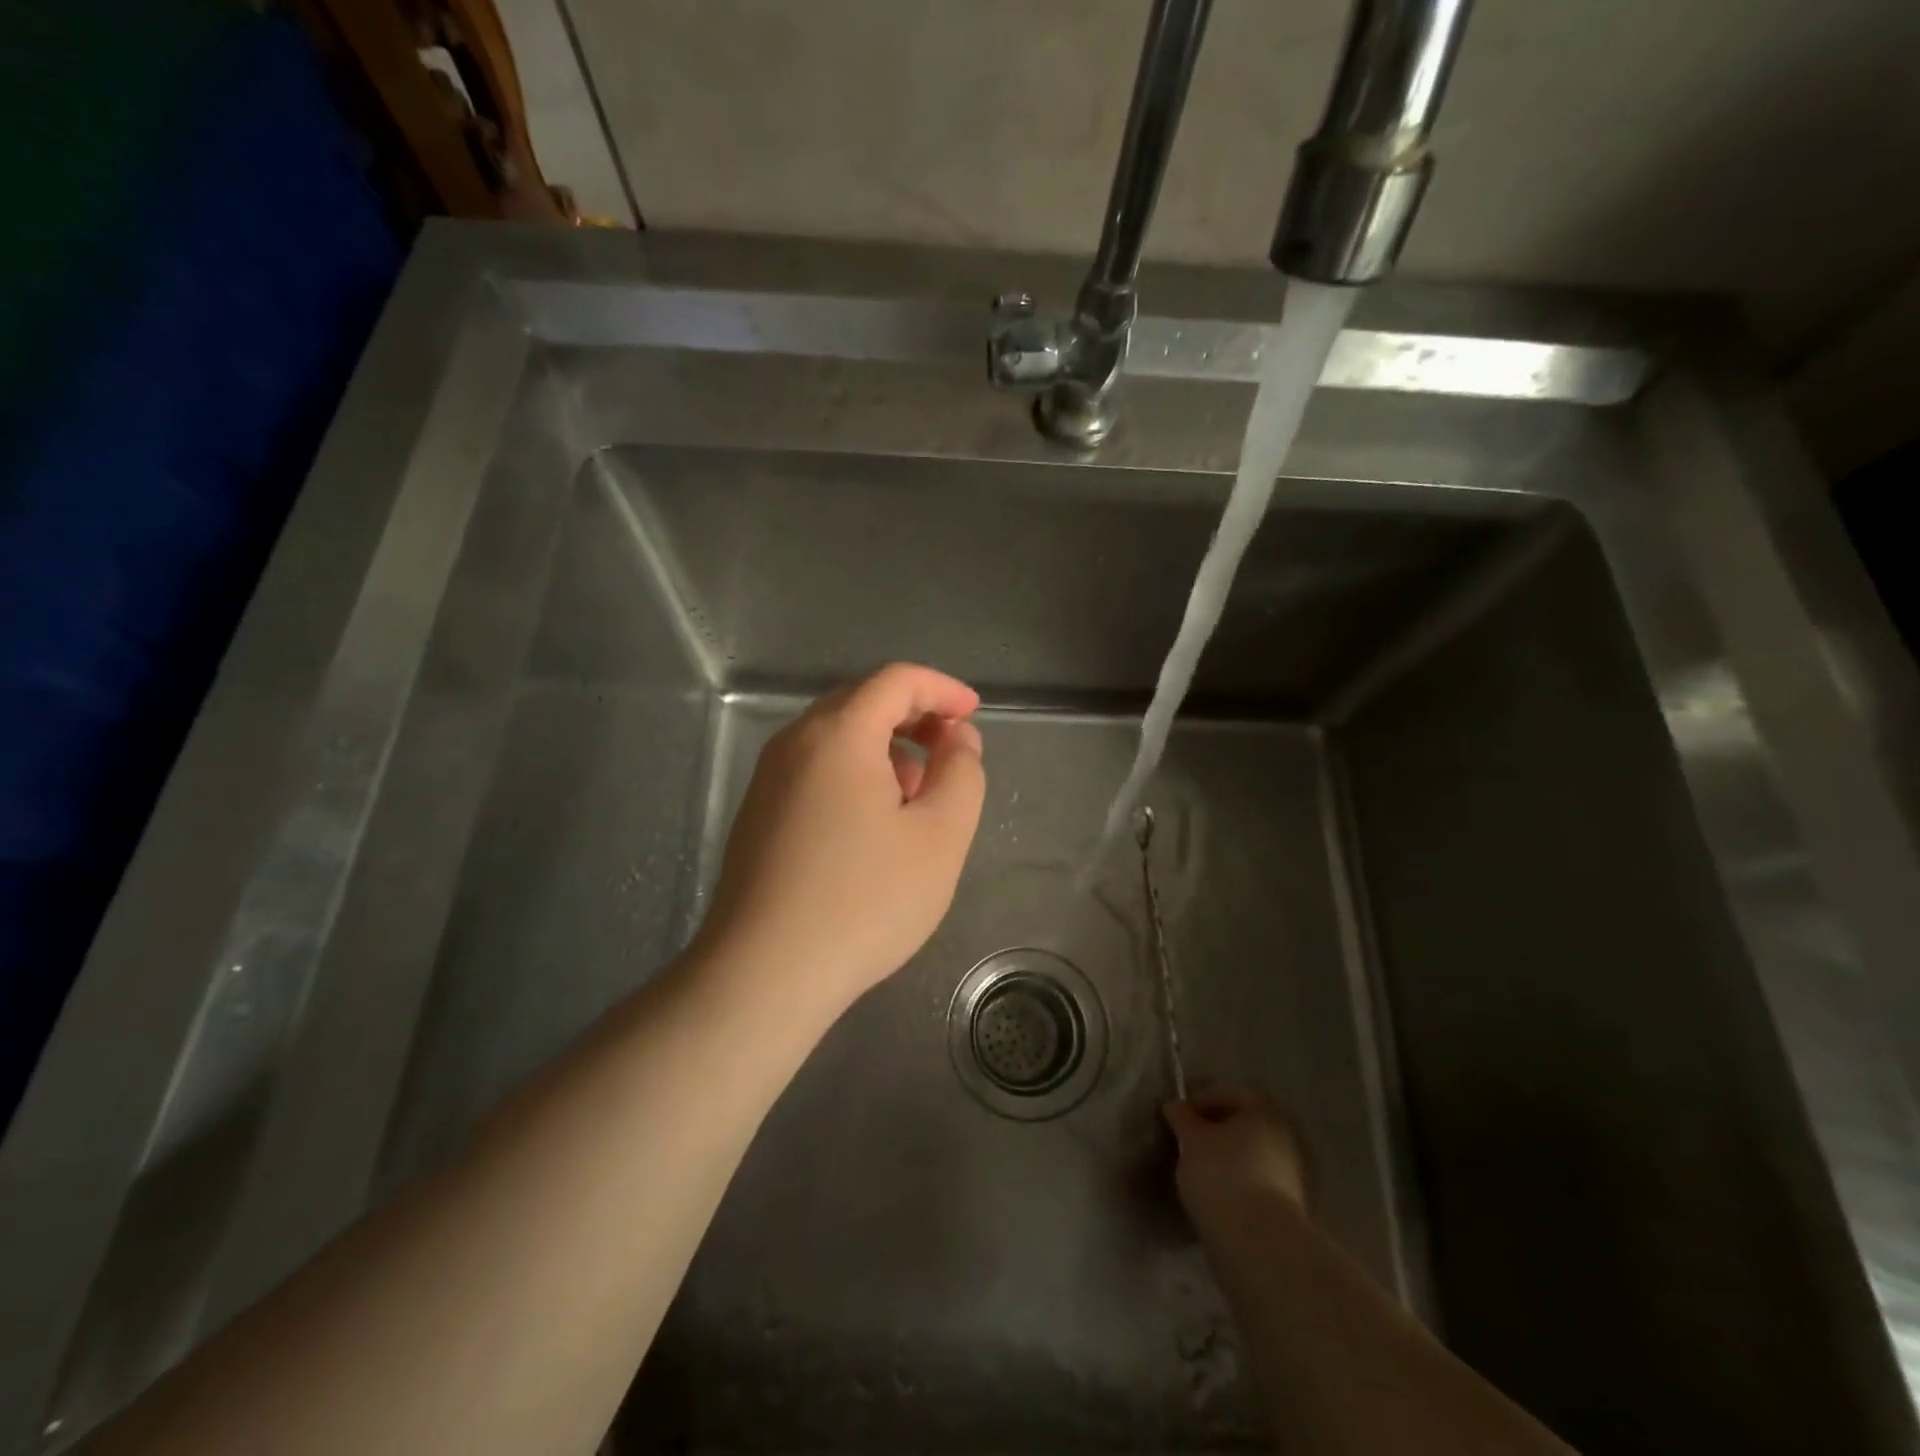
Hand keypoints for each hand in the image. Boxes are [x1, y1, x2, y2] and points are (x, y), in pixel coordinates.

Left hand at [692, 663, 986, 1017]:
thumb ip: (961, 774)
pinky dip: (854, 775)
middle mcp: (794, 743)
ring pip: (836, 739)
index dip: (942, 689)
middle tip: (950, 752)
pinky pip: (815, 771)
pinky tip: (873, 826)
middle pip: (861, 703)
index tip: (972, 714)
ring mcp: (768, 779)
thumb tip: (957, 739)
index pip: (896, 681)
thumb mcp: (940, 836)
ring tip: (916, 797)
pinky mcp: (757, 815)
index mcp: (839, 735)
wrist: (764, 973)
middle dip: (913, 717)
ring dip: (884, 750)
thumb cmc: (865, 900)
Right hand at [1166, 1084, 1309, 1245]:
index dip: (1206, 1097)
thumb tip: (1175, 1107)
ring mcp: (1290, 1175)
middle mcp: (1284, 1138)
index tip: (1182, 1114)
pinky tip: (1214, 1193)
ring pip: (1251, 1154)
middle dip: (1216, 1129)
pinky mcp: (1287, 1207)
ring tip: (1197, 1169)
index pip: (1235, 1092)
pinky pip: (1256, 1181)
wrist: (1259, 1244)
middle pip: (1245, 1124)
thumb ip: (1182, 1118)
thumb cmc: (1222, 1175)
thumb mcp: (1191, 1140)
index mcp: (1264, 1112)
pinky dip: (1236, 1181)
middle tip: (1188, 1140)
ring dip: (1226, 1157)